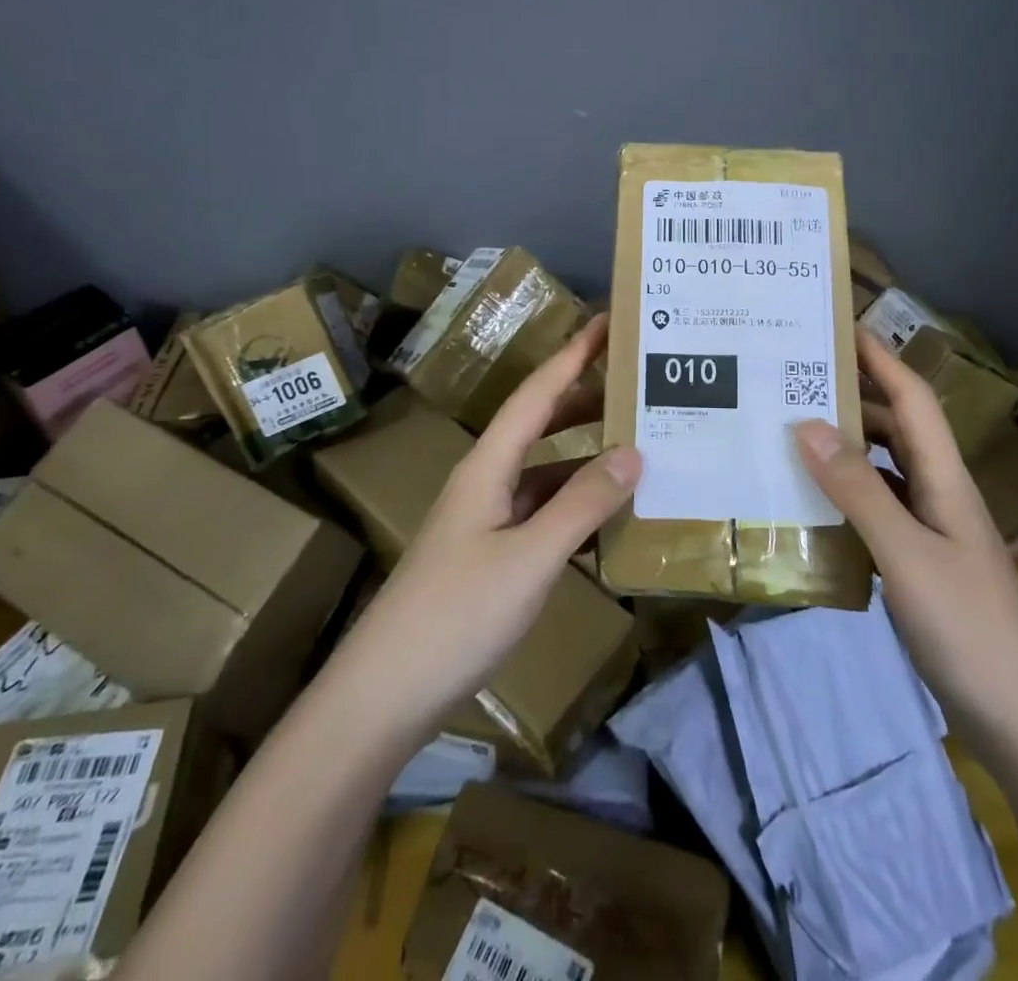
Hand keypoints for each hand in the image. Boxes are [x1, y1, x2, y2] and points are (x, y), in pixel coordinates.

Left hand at [335, 314, 641, 734]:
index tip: (606, 321)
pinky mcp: (488, 557)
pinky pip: (540, 512)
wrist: (383, 695)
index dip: (572, 354)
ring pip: (542, 470)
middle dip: (583, 397)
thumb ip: (582, 504)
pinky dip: (573, 503)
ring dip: (582, 453)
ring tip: (634, 442)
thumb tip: (634, 452)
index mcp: (488, 466)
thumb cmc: (455, 616)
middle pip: (538, 424)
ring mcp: (484, 521)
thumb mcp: (529, 558)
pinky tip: (605, 516)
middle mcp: (485, 482)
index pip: (536, 393)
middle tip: (634, 382)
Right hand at [792, 333, 1017, 759]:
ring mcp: (932, 533)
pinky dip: (845, 495)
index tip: (837, 325)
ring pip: (884, 469)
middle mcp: (939, 494)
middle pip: (896, 427)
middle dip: (852, 395)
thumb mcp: (906, 554)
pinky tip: (811, 502)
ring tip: (789, 430)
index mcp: (945, 479)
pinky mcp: (920, 566)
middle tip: (792, 378)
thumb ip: (858, 490)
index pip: (912, 399)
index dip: (879, 357)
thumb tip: (806, 423)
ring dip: (845, 445)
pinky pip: (877, 511)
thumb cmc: (972, 630)